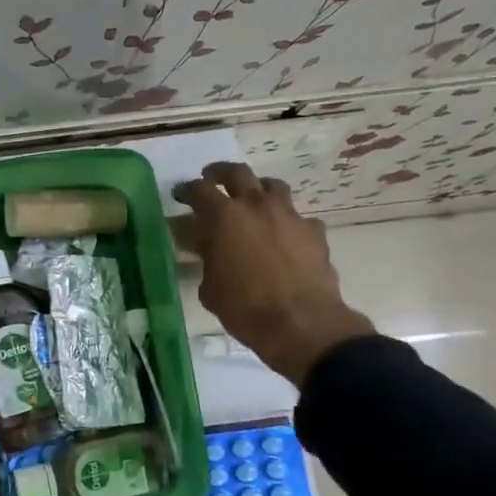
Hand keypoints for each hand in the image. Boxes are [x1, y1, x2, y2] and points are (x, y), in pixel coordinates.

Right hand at [173, 162, 375, 385]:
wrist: (301, 323)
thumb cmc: (244, 308)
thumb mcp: (210, 287)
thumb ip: (208, 260)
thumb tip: (211, 253)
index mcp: (223, 217)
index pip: (199, 190)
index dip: (187, 190)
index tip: (181, 194)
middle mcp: (256, 206)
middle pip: (238, 173)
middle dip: (221, 173)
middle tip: (213, 179)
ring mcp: (289, 216)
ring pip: (273, 186)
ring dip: (259, 190)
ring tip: (252, 202)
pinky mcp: (314, 232)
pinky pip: (298, 218)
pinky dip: (287, 223)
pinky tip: (284, 238)